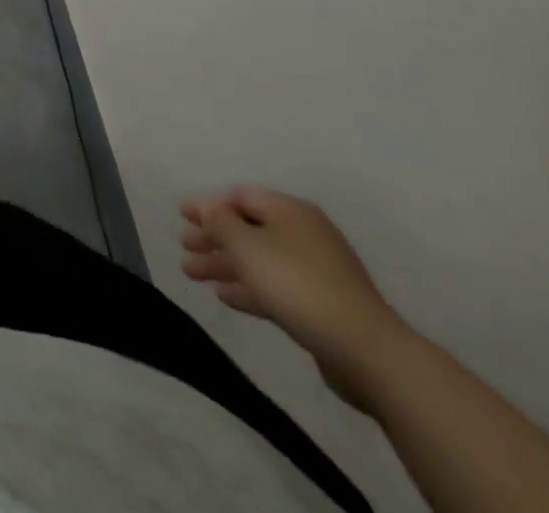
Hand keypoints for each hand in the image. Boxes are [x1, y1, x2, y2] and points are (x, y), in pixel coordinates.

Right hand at [181, 186, 408, 409]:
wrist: (367, 351)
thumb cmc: (297, 284)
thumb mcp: (247, 245)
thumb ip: (219, 221)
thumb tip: (208, 207)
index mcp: (290, 211)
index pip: (239, 196)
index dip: (208, 204)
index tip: (181, 216)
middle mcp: (304, 234)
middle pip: (248, 228)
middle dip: (213, 237)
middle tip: (184, 246)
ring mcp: (316, 271)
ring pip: (259, 259)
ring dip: (225, 264)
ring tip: (193, 274)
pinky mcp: (322, 305)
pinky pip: (275, 286)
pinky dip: (249, 287)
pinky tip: (226, 297)